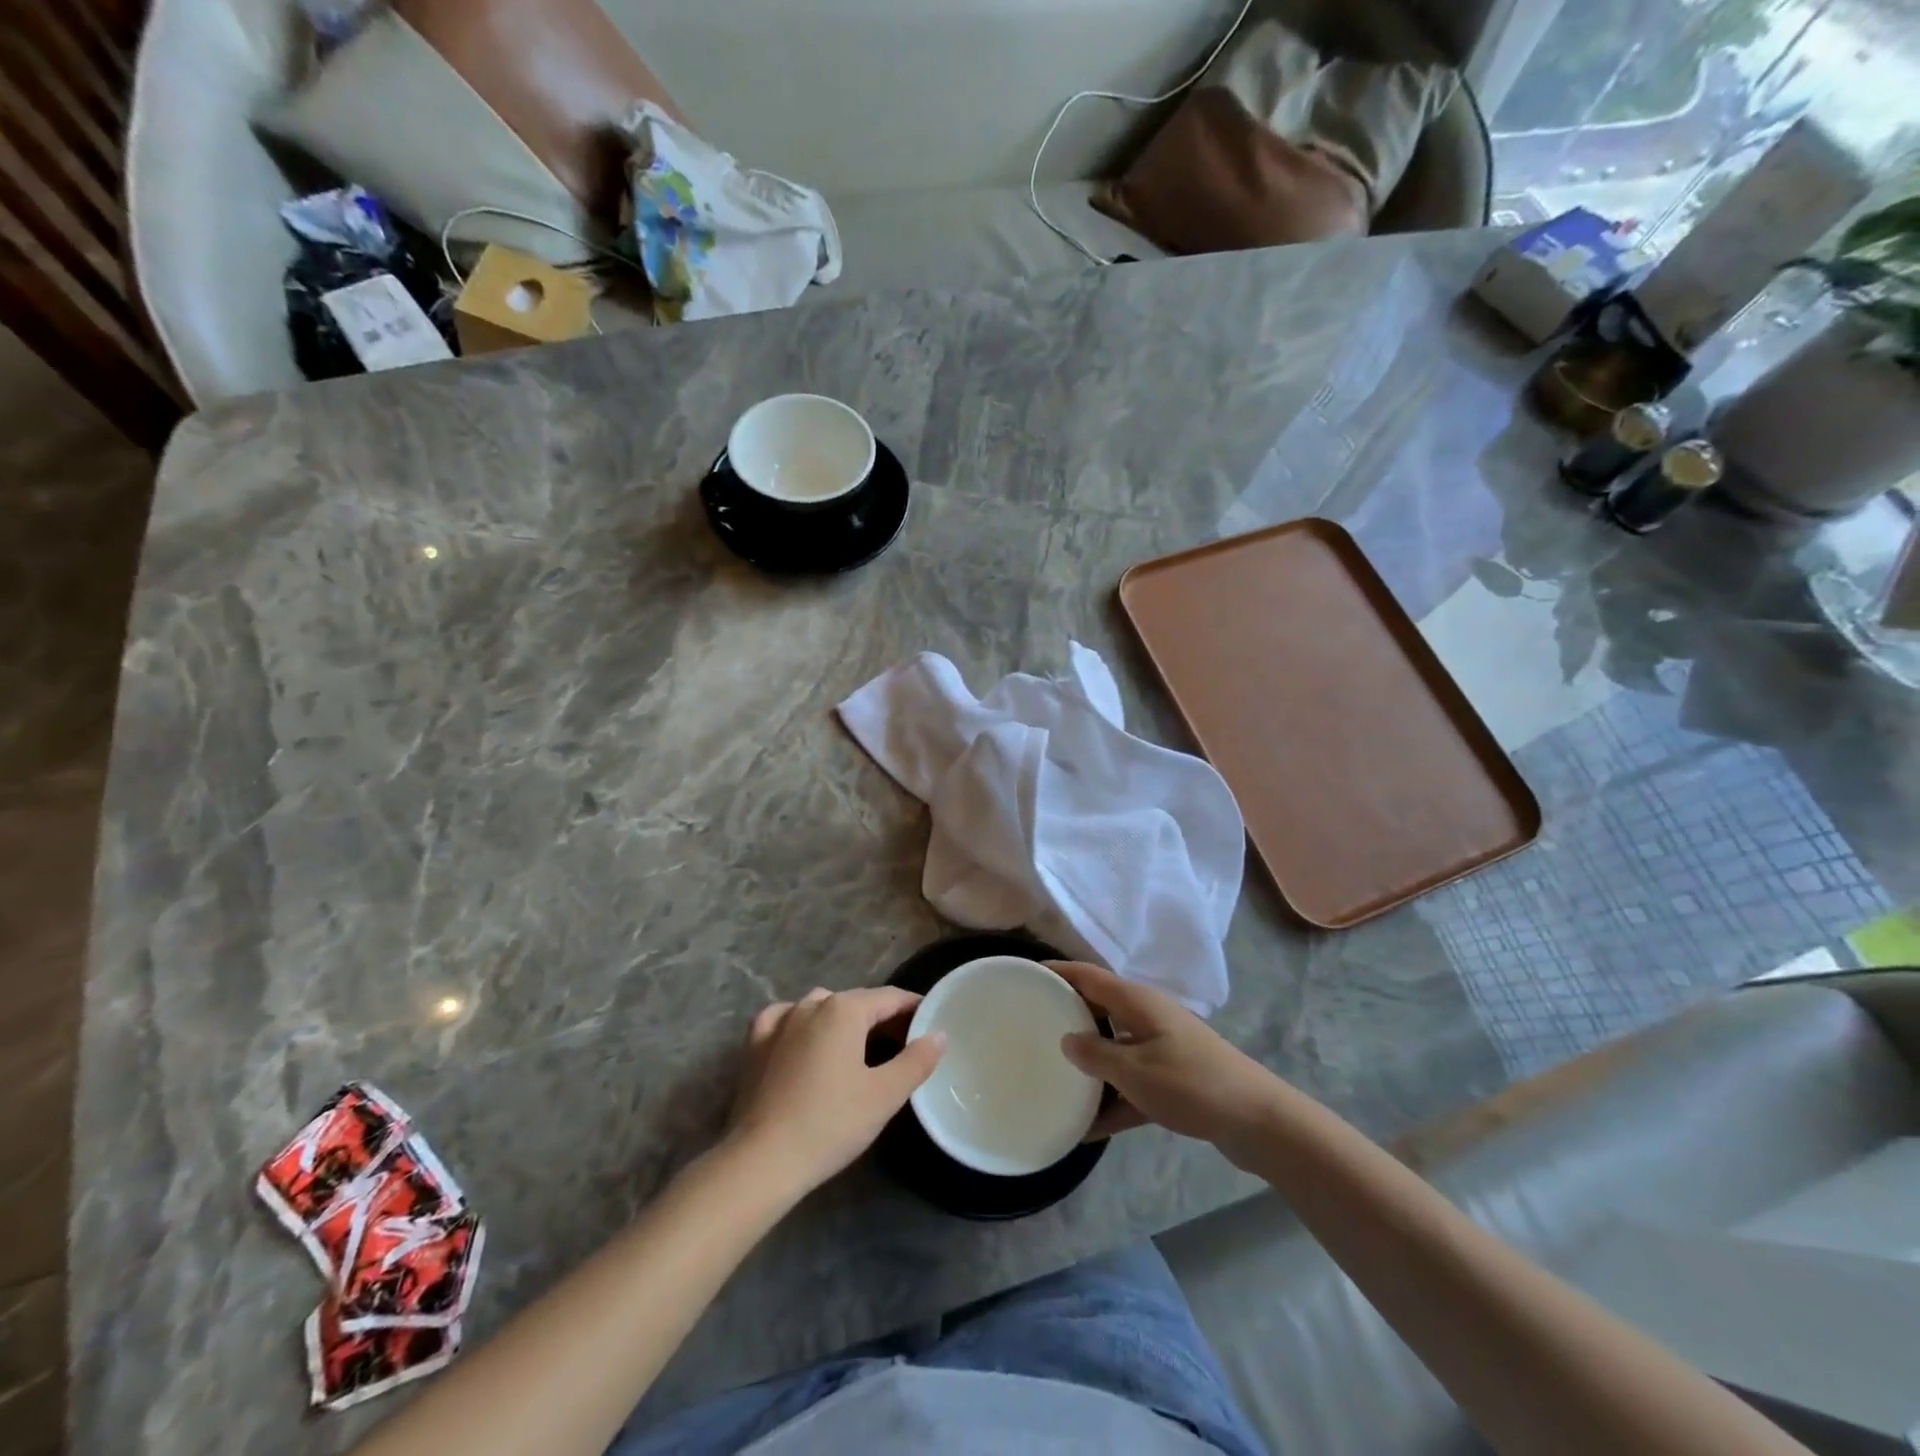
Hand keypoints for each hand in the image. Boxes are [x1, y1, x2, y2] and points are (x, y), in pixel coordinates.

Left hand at [726, 987, 945, 1194]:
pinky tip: (803, 1037)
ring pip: (821, 1007)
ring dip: (843, 1019)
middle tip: (904, 1041)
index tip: (931, 1021)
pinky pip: (784, 1019)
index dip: (914, 1007)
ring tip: (858, 1045)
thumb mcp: (884, 1095)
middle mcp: (812, 1003)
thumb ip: (916, 1060)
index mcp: (845, 1009)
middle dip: (882, 1017)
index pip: (890, 998)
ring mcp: (780, 1020)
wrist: (761, 1160)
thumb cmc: (830, 1124)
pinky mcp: (755, 1043)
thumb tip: (939, 1034)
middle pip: (857, 1002)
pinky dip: (800, 1023)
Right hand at [1050, 961, 1283, 1165]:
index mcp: (1137, 1003)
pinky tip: (1087, 1129)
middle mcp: (1147, 1018)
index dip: (1058, 972)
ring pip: (1114, 1050)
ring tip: (1052, 1077)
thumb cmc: (1192, 1083)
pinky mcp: (1172, 1081)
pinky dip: (1112, 1101)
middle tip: (1031, 1028)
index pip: (1088, 976)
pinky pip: (1131, 1085)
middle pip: (1099, 1010)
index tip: (1026, 974)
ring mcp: (1161, 1049)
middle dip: (1068, 1017)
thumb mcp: (1135, 1070)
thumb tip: (1067, 1039)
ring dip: (1089, 1065)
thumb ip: (1096, 1054)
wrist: (1258, 1121)